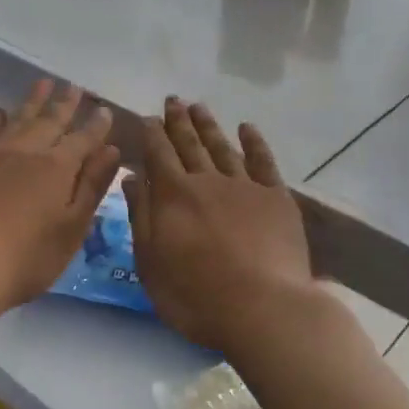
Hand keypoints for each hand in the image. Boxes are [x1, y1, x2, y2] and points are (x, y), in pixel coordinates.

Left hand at [0, 79, 118, 320]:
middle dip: (66, 104)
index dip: (97, 124)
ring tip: (44, 83)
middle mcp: (28, 151)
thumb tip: (111, 150)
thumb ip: (92, 186)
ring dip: (33, 101)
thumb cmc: (28, 257)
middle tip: (75, 87)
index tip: (105, 109)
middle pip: (51, 121)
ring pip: (18, 119)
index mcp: (59, 167)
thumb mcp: (72, 227)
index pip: (84, 139)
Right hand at [122, 98, 315, 360]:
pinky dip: (254, 142)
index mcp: (173, 196)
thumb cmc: (195, 295)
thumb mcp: (151, 263)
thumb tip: (132, 177)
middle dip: (179, 121)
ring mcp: (245, 186)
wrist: (261, 308)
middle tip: (173, 100)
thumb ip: (141, 216)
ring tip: (199, 106)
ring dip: (209, 125)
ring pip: (222, 147)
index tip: (148, 117)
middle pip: (189, 144)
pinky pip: (263, 161)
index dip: (152, 134)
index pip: (159, 155)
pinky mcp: (276, 198)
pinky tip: (247, 128)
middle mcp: (207, 181)